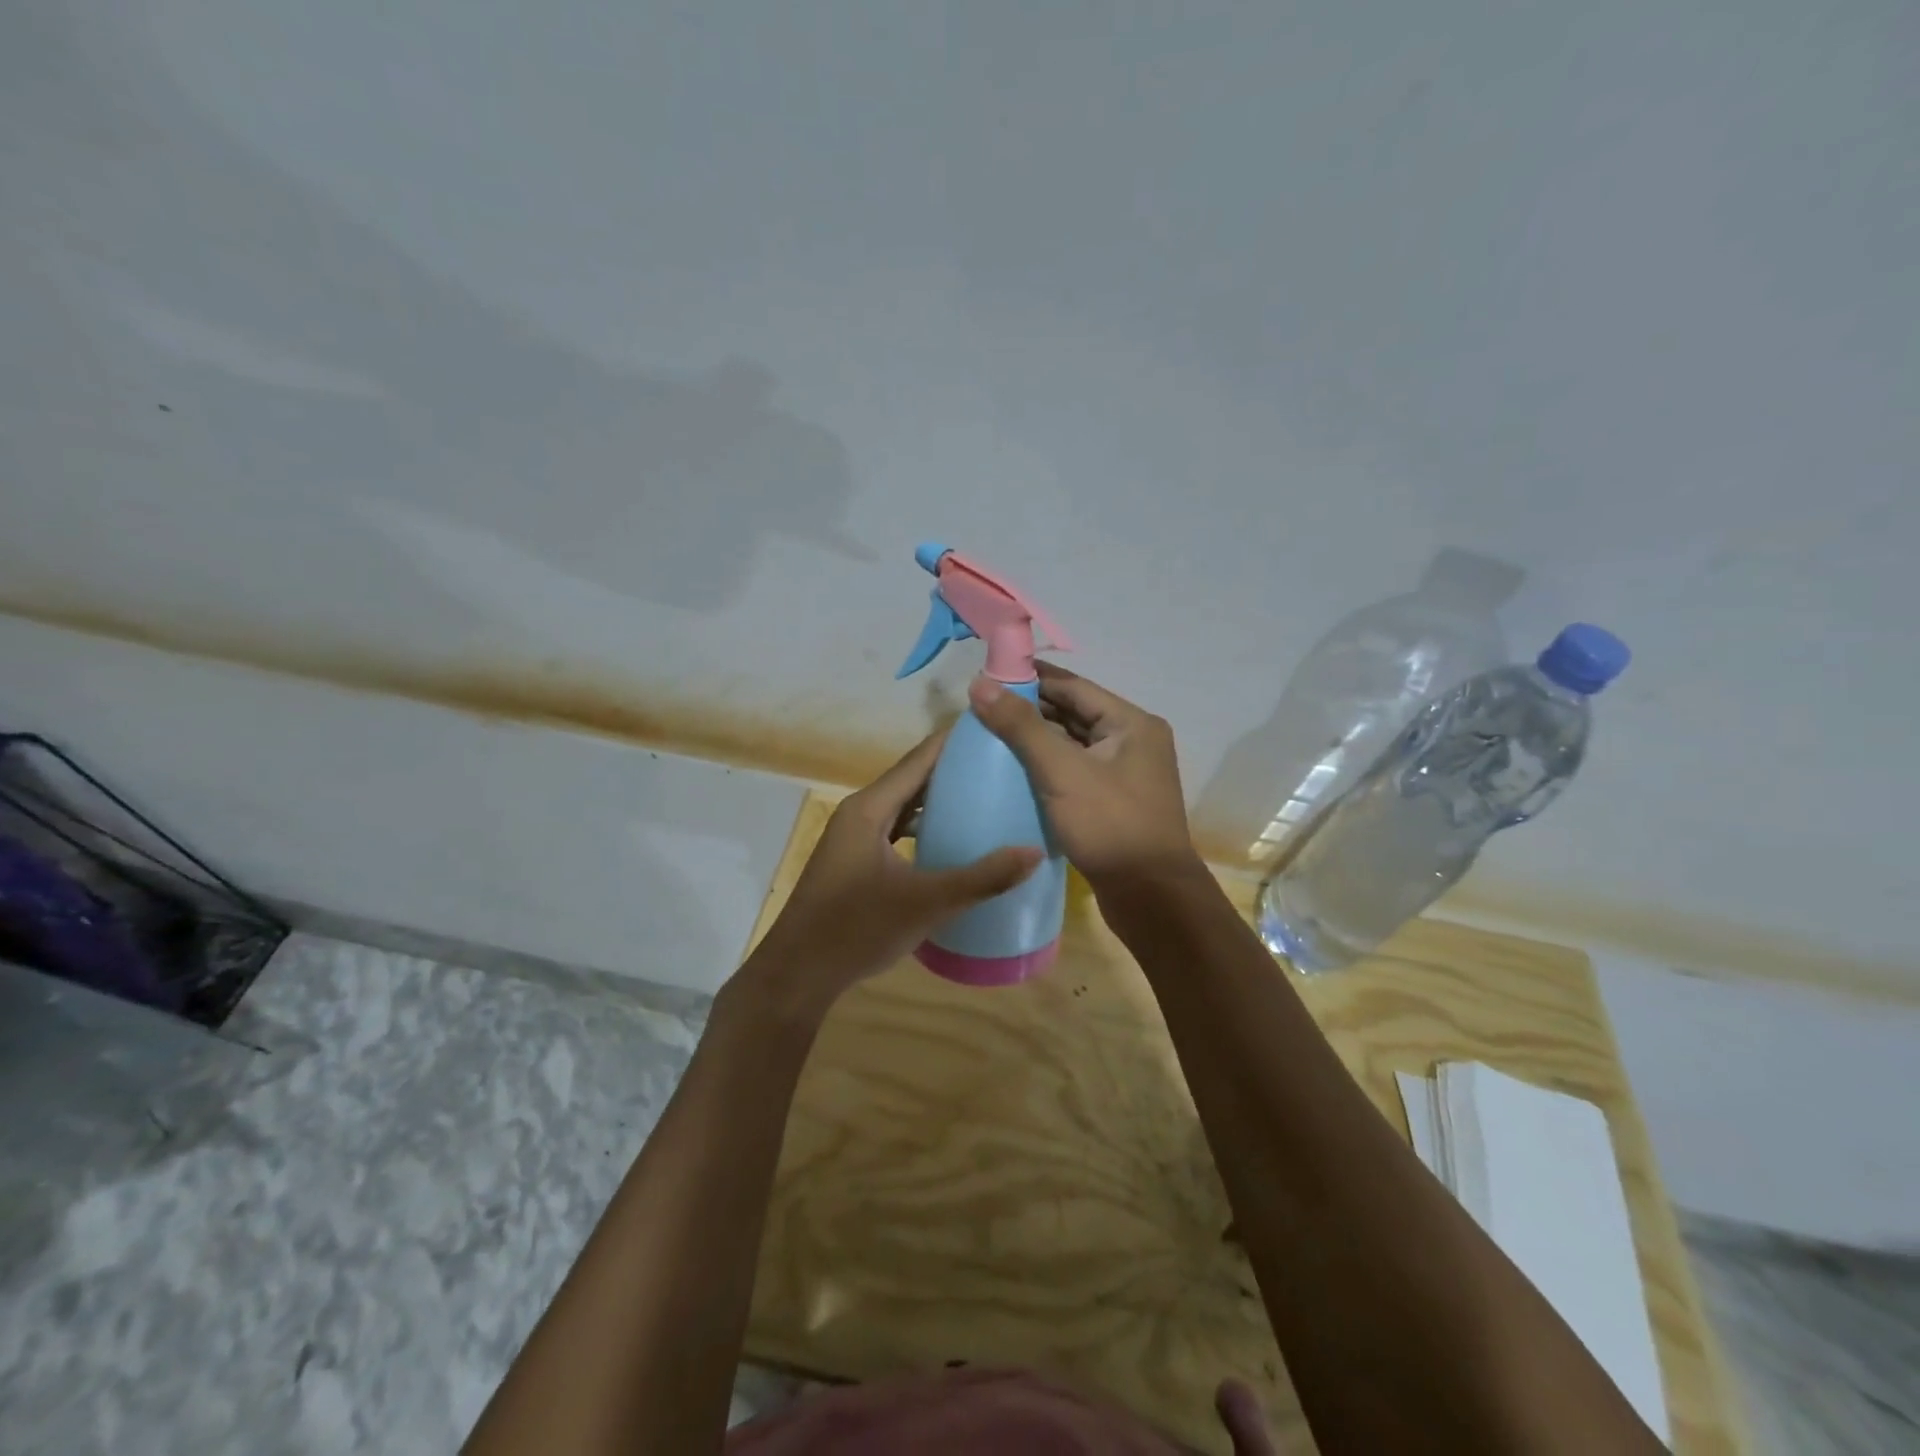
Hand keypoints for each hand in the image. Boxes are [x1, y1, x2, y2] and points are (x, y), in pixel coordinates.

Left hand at [737, 727, 1041, 1018]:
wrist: (798, 974)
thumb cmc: (856, 929)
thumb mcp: (926, 903)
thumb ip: (981, 878)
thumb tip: (1034, 852)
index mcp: (869, 809)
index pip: (918, 760)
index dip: (953, 742)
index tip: (992, 729)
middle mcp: (859, 814)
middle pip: (911, 780)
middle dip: (952, 770)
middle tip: (999, 766)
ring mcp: (853, 839)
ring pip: (902, 807)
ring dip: (936, 801)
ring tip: (982, 799)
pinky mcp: (854, 862)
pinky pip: (894, 830)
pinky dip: (921, 828)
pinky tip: (948, 843)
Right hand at [968, 663, 1200, 888]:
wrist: (1150, 898)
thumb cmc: (1110, 825)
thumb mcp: (1061, 771)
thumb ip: (1020, 726)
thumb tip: (979, 684)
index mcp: (1131, 723)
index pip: (1073, 686)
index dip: (1031, 677)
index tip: (988, 676)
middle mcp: (1133, 742)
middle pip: (1073, 713)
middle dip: (1030, 709)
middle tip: (982, 709)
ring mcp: (1125, 774)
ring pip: (1073, 744)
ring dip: (1037, 739)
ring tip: (990, 737)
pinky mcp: (1113, 802)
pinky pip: (1074, 772)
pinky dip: (1047, 767)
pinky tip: (1014, 772)